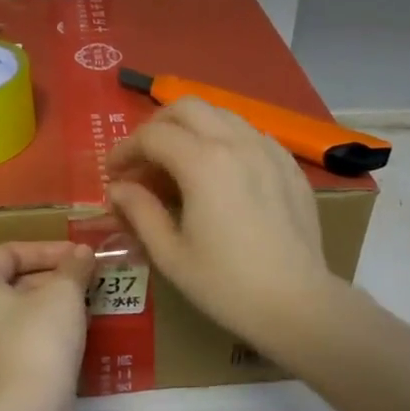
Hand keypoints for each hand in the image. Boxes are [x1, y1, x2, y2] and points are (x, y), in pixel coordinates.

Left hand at [0, 241, 95, 401]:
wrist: (29, 408)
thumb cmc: (40, 338)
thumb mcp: (63, 293)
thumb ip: (73, 267)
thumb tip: (82, 253)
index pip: (8, 252)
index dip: (46, 249)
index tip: (79, 256)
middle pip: (13, 281)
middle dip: (53, 276)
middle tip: (87, 278)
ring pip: (20, 311)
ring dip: (53, 302)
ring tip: (87, 302)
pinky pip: (23, 337)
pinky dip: (47, 328)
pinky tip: (76, 332)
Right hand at [106, 98, 331, 348]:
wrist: (296, 303)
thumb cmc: (225, 284)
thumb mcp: (170, 254)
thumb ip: (140, 211)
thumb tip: (119, 188)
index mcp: (203, 163)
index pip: (152, 135)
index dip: (125, 150)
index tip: (113, 173)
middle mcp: (237, 143)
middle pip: (187, 107)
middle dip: (156, 126)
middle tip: (143, 159)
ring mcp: (269, 150)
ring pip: (222, 114)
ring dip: (191, 128)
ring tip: (178, 163)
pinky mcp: (289, 166)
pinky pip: (250, 134)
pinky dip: (224, 140)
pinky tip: (220, 174)